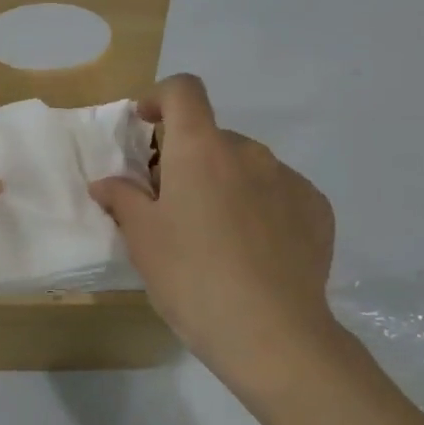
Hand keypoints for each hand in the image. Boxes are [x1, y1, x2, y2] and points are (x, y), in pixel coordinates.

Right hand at [90, 74, 339, 386]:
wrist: (272, 334)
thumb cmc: (192, 276)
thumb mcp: (142, 239)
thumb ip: (122, 199)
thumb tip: (106, 183)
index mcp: (201, 149)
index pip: (183, 90)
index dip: (160, 97)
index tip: (147, 127)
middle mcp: (248, 152)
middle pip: (211, 136)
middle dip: (187, 159)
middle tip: (171, 206)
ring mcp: (288, 180)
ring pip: (245, 166)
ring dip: (224, 182)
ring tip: (215, 234)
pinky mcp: (317, 210)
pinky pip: (278, 192)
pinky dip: (259, 205)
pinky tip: (254, 250)